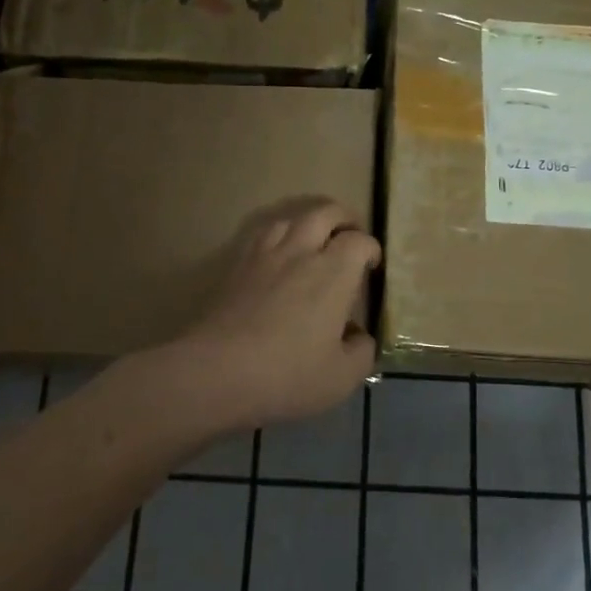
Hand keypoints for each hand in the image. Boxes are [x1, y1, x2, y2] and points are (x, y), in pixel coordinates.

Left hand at [169, 197, 381, 429]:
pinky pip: (261, 234)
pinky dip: (278, 234)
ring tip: (313, 239)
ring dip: (308, 222)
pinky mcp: (236, 266)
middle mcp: (301, 252)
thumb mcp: (341, 377)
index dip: (371, 249)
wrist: (217, 371)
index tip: (373, 265)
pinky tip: (277, 253)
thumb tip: (359, 337)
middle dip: (344, 218)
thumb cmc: (287, 374)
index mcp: (333, 273)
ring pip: (290, 217)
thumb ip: (361, 353)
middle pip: (325, 213)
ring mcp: (264, 255)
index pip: (359, 242)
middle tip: (350, 235)